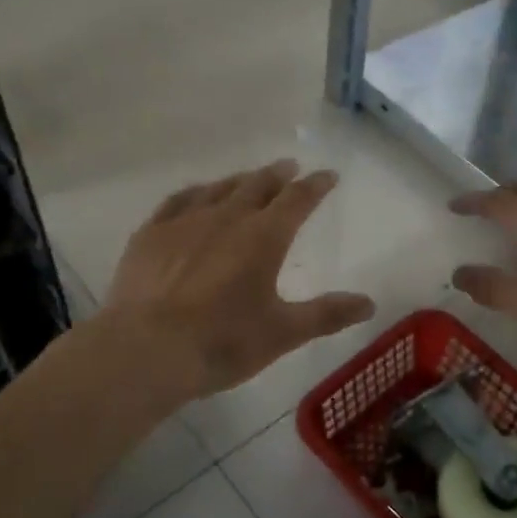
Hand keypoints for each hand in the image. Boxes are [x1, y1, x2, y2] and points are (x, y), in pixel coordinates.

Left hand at [101, 159, 375, 398]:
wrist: (146, 350)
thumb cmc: (222, 342)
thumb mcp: (283, 333)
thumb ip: (327, 314)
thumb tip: (370, 303)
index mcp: (264, 238)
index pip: (297, 200)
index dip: (316, 186)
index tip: (328, 175)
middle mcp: (226, 218)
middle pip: (258, 186)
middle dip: (278, 175)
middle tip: (289, 167)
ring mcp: (184, 222)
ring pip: (219, 189)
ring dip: (240, 180)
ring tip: (250, 178)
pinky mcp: (151, 234)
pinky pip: (177, 201)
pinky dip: (196, 193)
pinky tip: (197, 195)